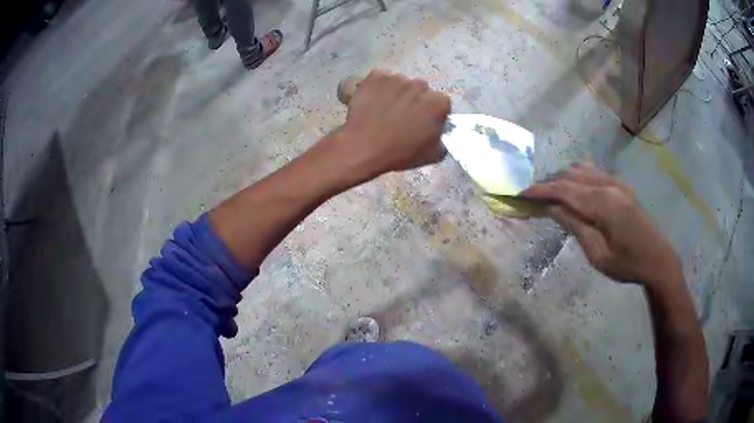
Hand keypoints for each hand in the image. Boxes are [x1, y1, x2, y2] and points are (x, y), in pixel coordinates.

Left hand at [334, 70, 449, 178]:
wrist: (363, 148)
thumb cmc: (400, 153)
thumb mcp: (432, 154)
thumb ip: (442, 138)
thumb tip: (439, 130)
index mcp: (438, 103)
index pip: (440, 103)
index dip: (432, 112)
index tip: (422, 121)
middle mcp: (420, 85)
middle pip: (420, 89)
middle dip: (414, 99)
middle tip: (402, 115)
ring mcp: (397, 78)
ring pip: (400, 83)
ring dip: (396, 92)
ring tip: (383, 109)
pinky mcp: (376, 76)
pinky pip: (379, 79)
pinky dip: (377, 87)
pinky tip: (371, 101)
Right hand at [522, 162, 681, 286]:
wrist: (658, 259)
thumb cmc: (627, 264)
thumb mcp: (597, 253)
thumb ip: (575, 225)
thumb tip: (551, 207)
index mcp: (603, 203)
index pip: (564, 189)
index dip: (540, 190)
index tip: (520, 194)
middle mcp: (608, 185)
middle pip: (570, 175)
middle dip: (548, 183)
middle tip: (531, 198)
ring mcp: (616, 182)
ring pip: (581, 169)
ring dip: (562, 178)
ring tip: (549, 195)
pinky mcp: (621, 186)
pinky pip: (593, 172)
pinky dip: (576, 177)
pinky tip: (572, 190)